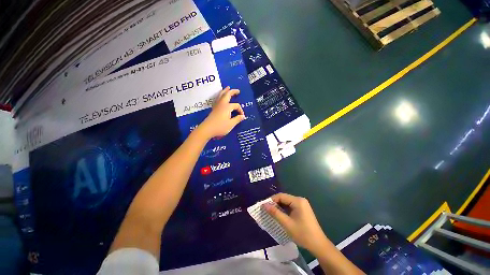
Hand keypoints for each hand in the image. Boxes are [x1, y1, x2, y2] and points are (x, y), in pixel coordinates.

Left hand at [199, 87, 245, 138]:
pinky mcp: (213, 109)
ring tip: (227, 88)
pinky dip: (220, 95)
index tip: (241, 116)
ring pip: (221, 95)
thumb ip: (237, 119)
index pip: (236, 105)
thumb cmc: (220, 127)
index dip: (240, 110)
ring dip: (225, 91)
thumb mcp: (231, 124)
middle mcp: (222, 104)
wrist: (207, 129)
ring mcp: (217, 106)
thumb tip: (243, 116)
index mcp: (227, 107)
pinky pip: (217, 99)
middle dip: (232, 92)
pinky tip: (220, 97)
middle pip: (227, 95)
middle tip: (237, 90)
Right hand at [264, 193, 329, 254]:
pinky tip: (280, 215)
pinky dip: (285, 210)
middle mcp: (300, 200)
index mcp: (297, 201)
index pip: (281, 196)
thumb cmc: (303, 234)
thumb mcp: (287, 223)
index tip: (264, 206)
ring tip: (271, 213)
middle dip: (275, 204)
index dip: (272, 200)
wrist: (318, 245)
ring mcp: (302, 205)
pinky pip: (291, 207)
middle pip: (284, 198)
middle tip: (267, 210)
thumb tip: (264, 205)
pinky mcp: (303, 210)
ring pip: (287, 203)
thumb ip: (275, 213)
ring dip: (279, 207)